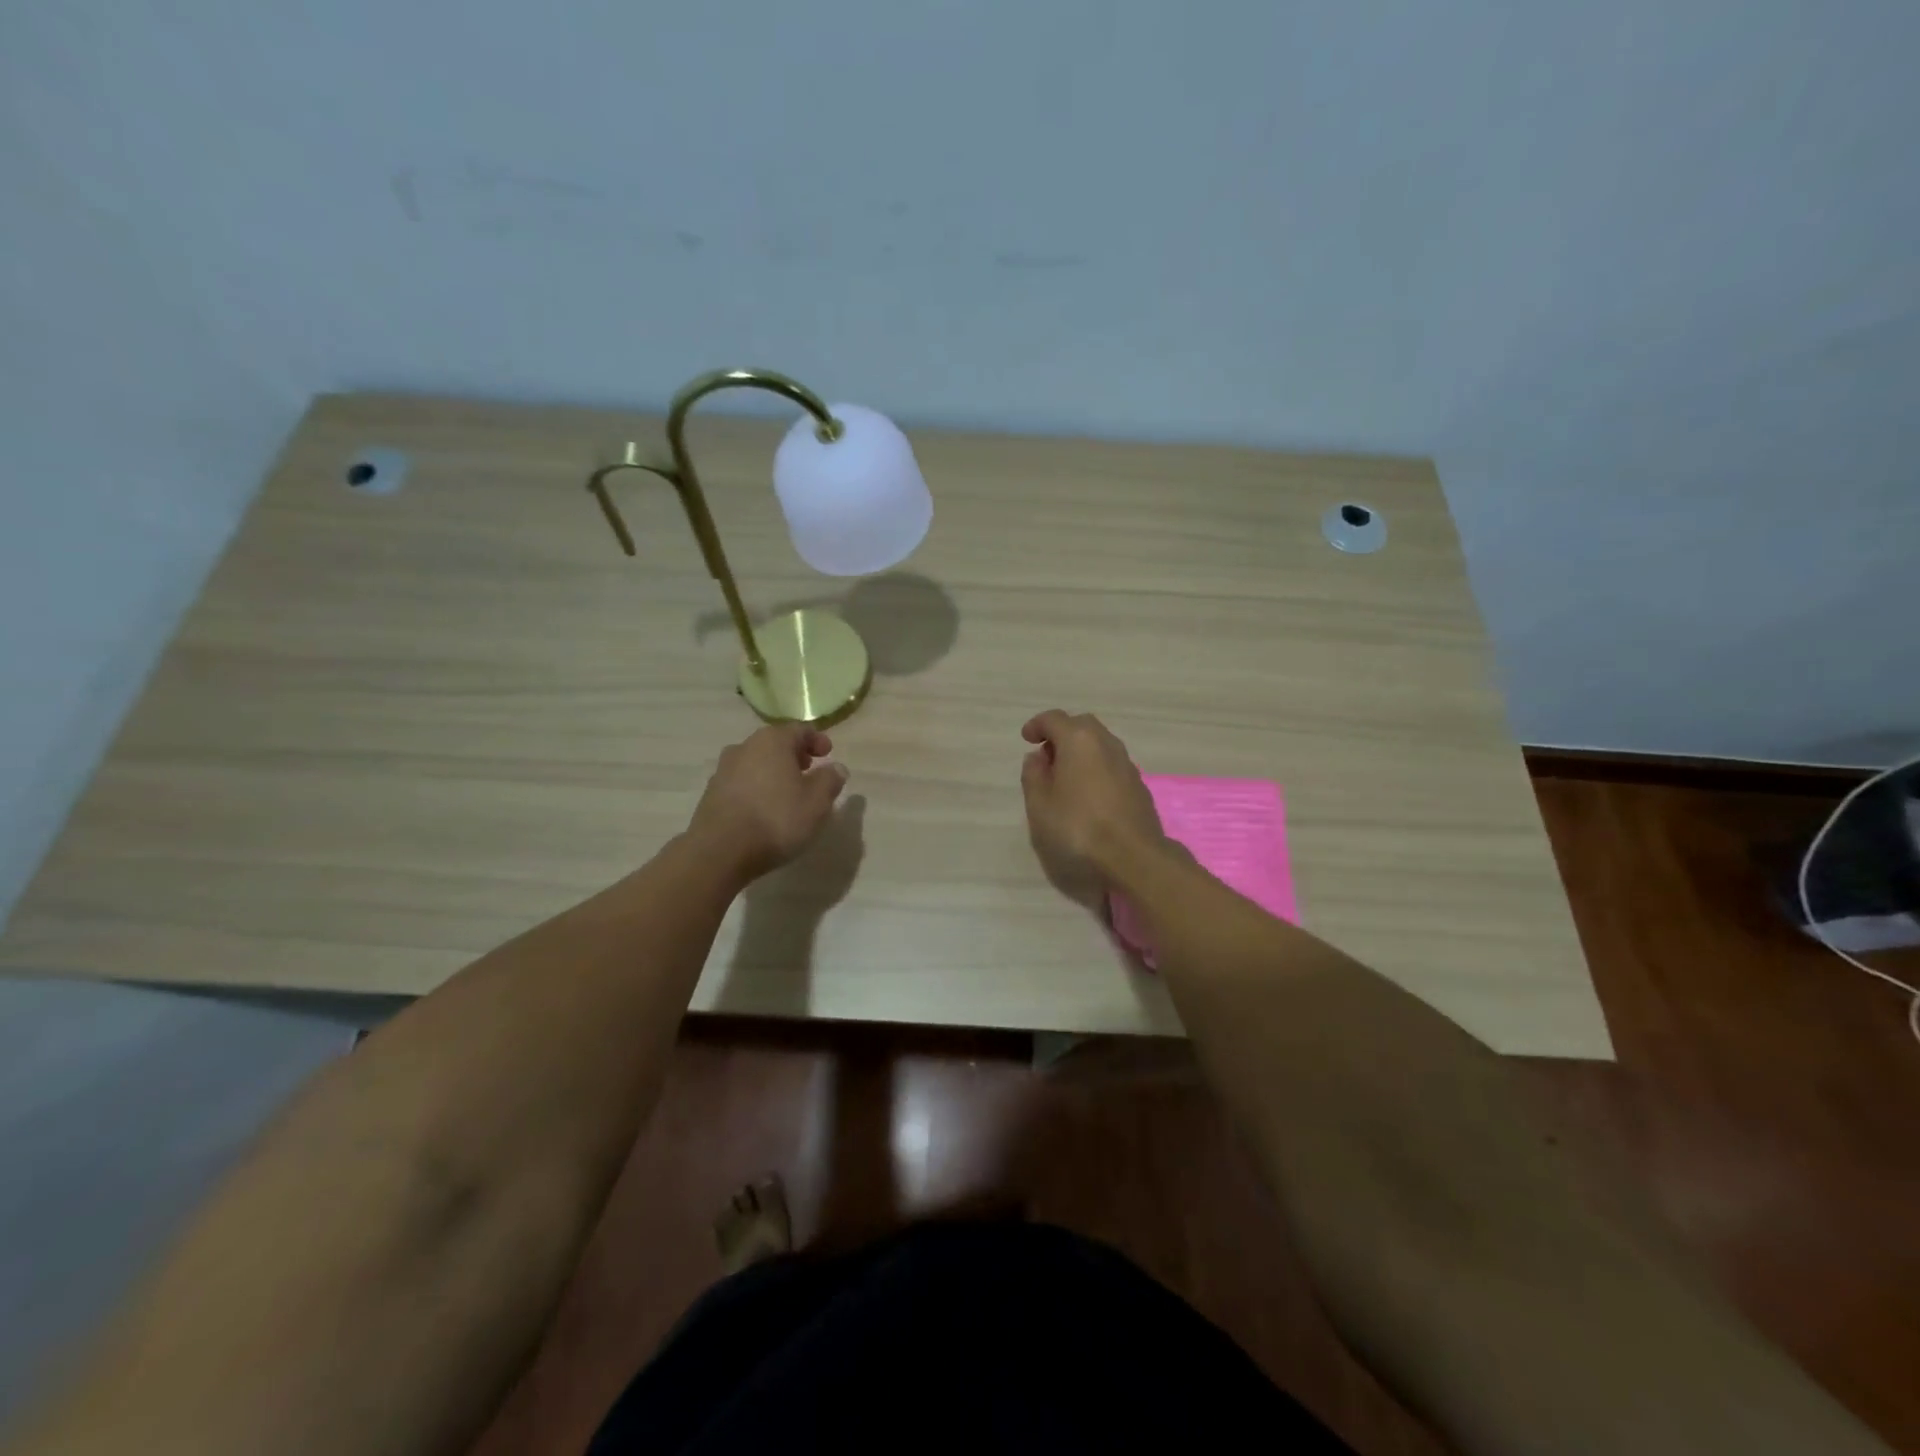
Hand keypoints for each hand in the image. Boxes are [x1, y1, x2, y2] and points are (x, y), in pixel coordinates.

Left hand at [689, 724, 848, 884]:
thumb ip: (830, 780)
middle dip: (795, 755)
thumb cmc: (776, 819)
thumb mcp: (817, 801)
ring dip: (774, 772)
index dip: (818, 740)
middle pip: (775, 744)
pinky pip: (742, 782)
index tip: (829, 755)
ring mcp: (724, 769)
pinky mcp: (711, 793)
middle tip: (810, 771)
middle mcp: (745, 747)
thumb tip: (836, 767)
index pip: (800, 730)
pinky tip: (765, 808)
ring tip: (788, 793)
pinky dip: (757, 788)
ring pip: (757, 762)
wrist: (720, 851)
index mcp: (773, 741)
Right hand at [1019, 709, 1164, 905]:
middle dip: (1061, 734)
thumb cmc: (1077, 829)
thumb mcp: (1039, 805)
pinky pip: (1111, 765)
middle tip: (1046, 757)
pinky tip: (1087, 795)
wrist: (1134, 858)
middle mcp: (1107, 744)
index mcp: (1079, 740)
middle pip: (1081, 726)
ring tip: (1065, 778)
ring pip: (1100, 745)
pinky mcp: (1139, 786)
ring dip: (1080, 752)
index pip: (1054, 719)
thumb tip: (1037, 758)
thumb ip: (1034, 776)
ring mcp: (1127, 764)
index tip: (1026, 739)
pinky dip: (1096, 768)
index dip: (1037, 725)